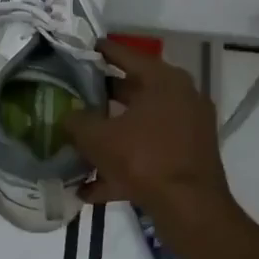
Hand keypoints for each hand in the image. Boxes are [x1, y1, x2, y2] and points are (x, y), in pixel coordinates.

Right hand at [65, 39, 236, 227]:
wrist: (190, 209)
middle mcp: (181, 98)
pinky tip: (90, 188)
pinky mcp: (187, 158)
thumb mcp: (97, 137)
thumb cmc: (144, 159)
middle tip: (74, 95)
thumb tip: (68, 116)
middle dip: (102, 97)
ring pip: (140, 126)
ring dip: (111, 136)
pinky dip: (123, 166)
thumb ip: (77, 121)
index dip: (101, 52)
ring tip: (79, 143)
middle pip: (134, 91)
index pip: (126, 55)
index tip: (82, 49)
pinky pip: (148, 155)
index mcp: (164, 80)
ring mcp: (188, 130)